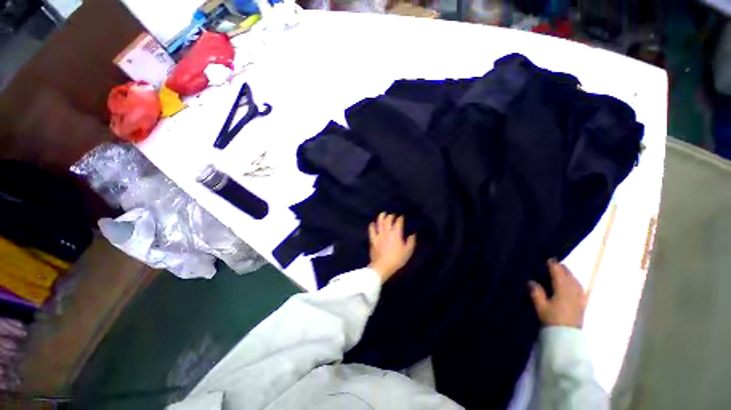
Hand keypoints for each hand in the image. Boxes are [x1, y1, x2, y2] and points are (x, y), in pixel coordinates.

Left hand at [368, 213, 416, 282]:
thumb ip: (411, 241)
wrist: (383, 266)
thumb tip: (413, 234)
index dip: (400, 218)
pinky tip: (373, 223)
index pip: (398, 222)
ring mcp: (379, 234)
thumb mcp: (408, 251)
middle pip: (388, 220)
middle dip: (391, 216)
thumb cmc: (397, 259)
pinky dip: (372, 225)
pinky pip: (371, 230)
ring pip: (379, 222)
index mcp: (396, 233)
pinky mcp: (373, 239)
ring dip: (381, 217)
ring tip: (383, 214)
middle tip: (393, 215)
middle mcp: (387, 231)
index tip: (402, 217)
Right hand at [529, 259, 586, 327]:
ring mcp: (579, 297)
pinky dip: (575, 283)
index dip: (553, 265)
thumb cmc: (553, 320)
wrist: (567, 337)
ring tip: (564, 272)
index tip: (548, 259)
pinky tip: (574, 285)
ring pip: (576, 281)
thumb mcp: (540, 307)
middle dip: (562, 269)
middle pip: (569, 276)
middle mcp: (573, 291)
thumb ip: (536, 293)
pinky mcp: (582, 304)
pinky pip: (580, 289)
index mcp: (563, 289)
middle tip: (554, 264)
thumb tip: (531, 281)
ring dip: (570, 275)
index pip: (558, 273)